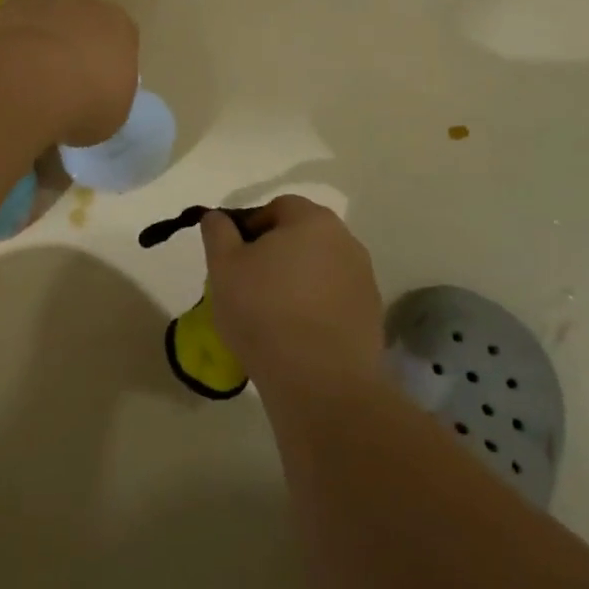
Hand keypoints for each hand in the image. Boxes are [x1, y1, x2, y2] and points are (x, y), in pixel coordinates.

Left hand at [0, 0, 139, 147]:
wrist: (31, 83)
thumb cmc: (86, 102)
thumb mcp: (112, 116)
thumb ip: (106, 99)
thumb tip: (90, 105)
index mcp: (120, 27)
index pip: (121, 41)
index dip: (108, 67)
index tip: (97, 92)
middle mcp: (85, 6)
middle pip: (82, 26)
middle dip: (74, 51)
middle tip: (63, 88)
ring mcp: (43, 3)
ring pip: (46, 25)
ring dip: (41, 47)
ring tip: (29, 86)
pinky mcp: (6, 10)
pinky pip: (14, 31)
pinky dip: (11, 50)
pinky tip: (5, 77)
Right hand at [202, 196, 383, 393]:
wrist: (319, 381)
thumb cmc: (264, 312)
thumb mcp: (224, 267)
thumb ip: (218, 233)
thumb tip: (217, 217)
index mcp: (313, 221)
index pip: (278, 207)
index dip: (251, 227)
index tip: (234, 258)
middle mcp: (346, 241)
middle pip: (302, 237)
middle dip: (276, 254)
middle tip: (249, 285)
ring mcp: (364, 279)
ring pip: (320, 269)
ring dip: (298, 281)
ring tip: (272, 314)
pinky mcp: (372, 315)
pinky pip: (335, 300)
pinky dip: (316, 308)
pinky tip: (297, 335)